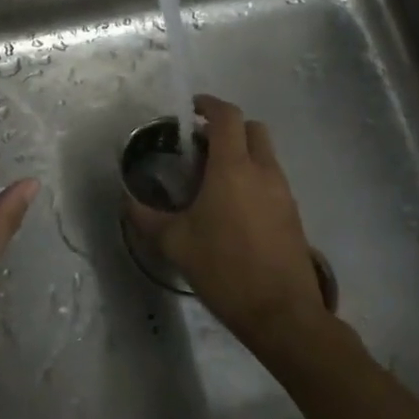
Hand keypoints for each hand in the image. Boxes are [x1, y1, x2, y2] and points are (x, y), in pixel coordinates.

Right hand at [127, 94, 332, 355]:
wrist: (281, 313)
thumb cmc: (224, 269)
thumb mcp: (175, 243)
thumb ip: (146, 217)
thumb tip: (126, 200)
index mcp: (233, 169)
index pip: (227, 117)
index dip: (209, 105)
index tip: (191, 109)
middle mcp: (263, 171)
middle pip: (252, 128)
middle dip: (228, 127)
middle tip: (201, 144)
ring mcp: (283, 192)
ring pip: (265, 154)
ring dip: (241, 153)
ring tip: (212, 178)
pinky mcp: (292, 214)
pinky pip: (272, 179)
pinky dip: (253, 177)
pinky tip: (232, 207)